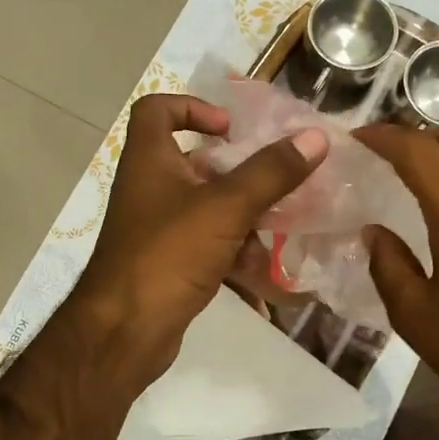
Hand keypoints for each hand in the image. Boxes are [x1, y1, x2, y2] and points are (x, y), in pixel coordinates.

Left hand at [69, 94, 328, 386]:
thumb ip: (270, 173)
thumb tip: (314, 137)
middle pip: (195, 161)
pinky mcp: (168, 262)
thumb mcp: (224, 208)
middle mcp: (150, 187)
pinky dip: (236, 253)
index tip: (230, 129)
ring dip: (246, 215)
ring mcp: (158, 228)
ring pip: (208, 207)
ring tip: (285, 226)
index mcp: (150, 160)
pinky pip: (208, 245)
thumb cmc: (167, 254)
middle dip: (239, 171)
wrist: (124, 333)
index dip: (192, 106)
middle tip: (278, 177)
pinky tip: (269, 273)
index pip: (157, 109)